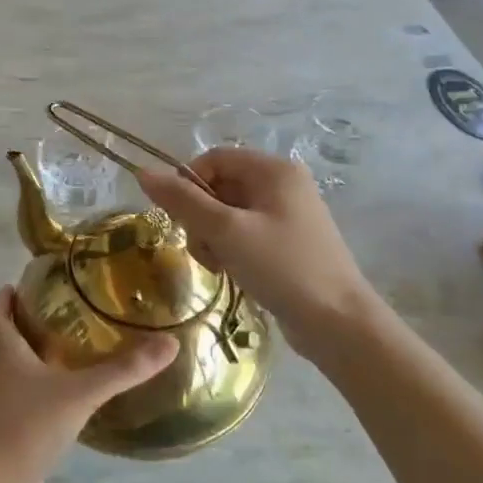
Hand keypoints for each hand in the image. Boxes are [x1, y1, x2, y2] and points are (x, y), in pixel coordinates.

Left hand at [0, 286, 177, 482]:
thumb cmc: (29, 425)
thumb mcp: (81, 392)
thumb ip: (123, 370)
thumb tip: (168, 343)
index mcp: (5, 352)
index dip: (2, 300)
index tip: (18, 287)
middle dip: (19, 325)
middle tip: (49, 315)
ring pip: (8, 370)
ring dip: (27, 357)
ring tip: (62, 350)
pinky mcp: (7, 429)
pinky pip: (19, 398)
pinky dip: (36, 389)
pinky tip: (64, 396)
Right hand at [139, 148, 385, 363]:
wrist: (338, 323)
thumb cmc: (282, 267)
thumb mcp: (226, 232)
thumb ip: (183, 201)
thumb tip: (144, 173)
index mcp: (274, 170)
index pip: (214, 159)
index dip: (189, 184)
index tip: (180, 219)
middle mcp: (283, 184)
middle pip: (220, 187)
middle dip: (201, 218)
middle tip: (204, 250)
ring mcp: (288, 215)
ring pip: (229, 214)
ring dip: (213, 238)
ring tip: (220, 266)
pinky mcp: (288, 243)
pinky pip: (245, 234)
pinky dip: (231, 250)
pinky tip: (234, 273)